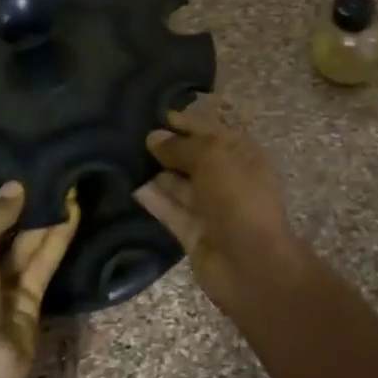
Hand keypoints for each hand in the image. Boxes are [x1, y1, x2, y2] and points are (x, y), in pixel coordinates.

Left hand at [0, 182, 78, 377]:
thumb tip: (15, 186)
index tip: (11, 164)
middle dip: (17, 205)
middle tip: (46, 168)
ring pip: (22, 246)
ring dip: (41, 218)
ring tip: (64, 182)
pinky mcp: (27, 301)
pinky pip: (42, 263)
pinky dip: (56, 238)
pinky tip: (72, 210)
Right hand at [133, 108, 302, 301]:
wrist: (252, 263)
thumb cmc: (239, 198)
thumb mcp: (213, 159)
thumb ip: (182, 147)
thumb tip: (155, 137)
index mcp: (243, 155)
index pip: (213, 131)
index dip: (189, 122)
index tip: (160, 114)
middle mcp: (228, 179)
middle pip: (195, 158)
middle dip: (170, 147)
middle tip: (133, 134)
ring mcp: (212, 208)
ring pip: (181, 185)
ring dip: (158, 172)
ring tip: (125, 156)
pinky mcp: (194, 234)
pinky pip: (172, 211)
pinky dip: (154, 200)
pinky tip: (132, 186)